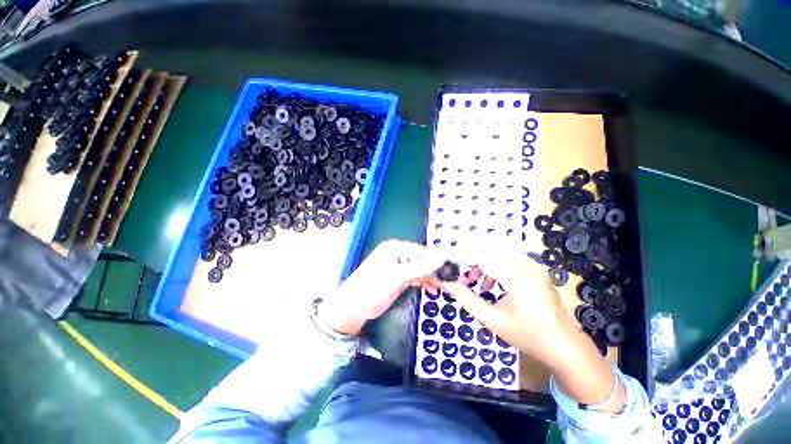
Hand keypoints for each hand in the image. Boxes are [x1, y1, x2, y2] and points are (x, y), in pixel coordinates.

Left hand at [318, 240, 445, 335]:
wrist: (353, 309)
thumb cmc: (372, 289)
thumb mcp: (397, 277)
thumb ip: (420, 266)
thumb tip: (443, 256)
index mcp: (396, 248)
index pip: (423, 251)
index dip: (440, 259)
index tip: (456, 267)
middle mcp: (399, 254)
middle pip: (424, 260)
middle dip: (438, 269)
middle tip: (455, 280)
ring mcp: (400, 267)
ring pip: (422, 269)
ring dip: (434, 277)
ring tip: (448, 286)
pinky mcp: (400, 279)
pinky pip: (417, 277)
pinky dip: (426, 282)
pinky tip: (436, 288)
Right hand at [440, 248, 570, 363]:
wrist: (563, 345)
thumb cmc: (527, 335)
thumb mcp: (492, 320)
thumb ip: (466, 299)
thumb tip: (447, 284)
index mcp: (518, 278)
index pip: (483, 257)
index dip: (463, 258)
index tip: (449, 265)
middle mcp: (527, 265)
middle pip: (490, 249)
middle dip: (472, 260)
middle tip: (463, 277)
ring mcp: (533, 265)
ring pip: (499, 251)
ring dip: (483, 261)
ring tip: (475, 281)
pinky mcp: (536, 268)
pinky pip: (509, 257)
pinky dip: (495, 264)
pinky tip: (491, 283)